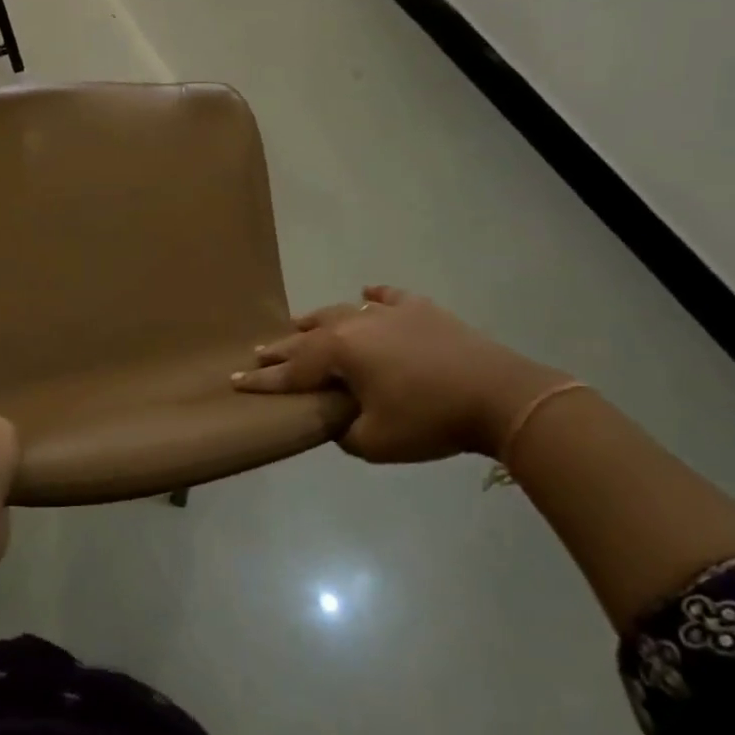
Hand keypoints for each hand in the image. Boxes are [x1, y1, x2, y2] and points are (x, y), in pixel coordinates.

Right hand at [233, 287, 566, 462]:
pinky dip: (373, 296)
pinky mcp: (421, 310)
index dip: (263, 381)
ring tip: (299, 323)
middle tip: (259, 353)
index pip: (291, 371)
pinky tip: (366, 292)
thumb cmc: (430, 420)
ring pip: (340, 311)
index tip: (234, 382)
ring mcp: (388, 313)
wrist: (500, 396)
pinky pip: (388, 297)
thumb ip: (344, 432)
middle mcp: (355, 324)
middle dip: (282, 348)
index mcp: (339, 352)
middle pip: (308, 336)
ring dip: (317, 321)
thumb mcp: (375, 442)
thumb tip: (338, 420)